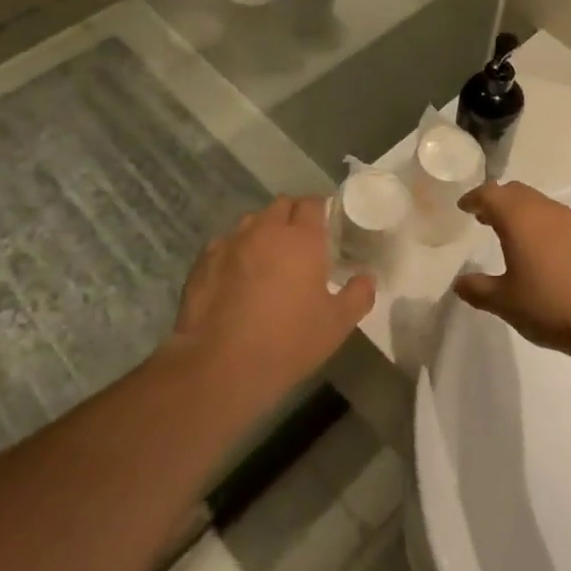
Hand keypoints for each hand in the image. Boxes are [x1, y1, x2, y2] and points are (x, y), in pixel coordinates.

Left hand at [169, 197, 374, 405]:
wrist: (219, 368)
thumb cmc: (287, 342)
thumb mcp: (337, 325)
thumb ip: (358, 295)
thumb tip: (367, 278)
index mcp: (301, 238)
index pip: (312, 202)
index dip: (320, 209)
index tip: (326, 226)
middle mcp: (264, 230)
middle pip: (281, 205)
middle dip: (291, 216)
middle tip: (300, 242)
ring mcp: (229, 243)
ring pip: (251, 222)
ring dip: (262, 232)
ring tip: (267, 259)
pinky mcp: (203, 262)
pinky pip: (224, 245)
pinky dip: (235, 253)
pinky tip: (236, 278)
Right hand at [452, 182, 570, 361]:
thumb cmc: (549, 305)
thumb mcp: (505, 302)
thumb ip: (478, 289)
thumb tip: (460, 283)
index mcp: (518, 217)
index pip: (490, 193)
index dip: (474, 198)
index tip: (464, 207)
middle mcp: (545, 209)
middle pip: (515, 192)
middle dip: (498, 201)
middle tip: (485, 218)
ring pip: (540, 203)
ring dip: (522, 212)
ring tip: (513, 235)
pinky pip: (559, 219)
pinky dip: (544, 225)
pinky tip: (545, 250)